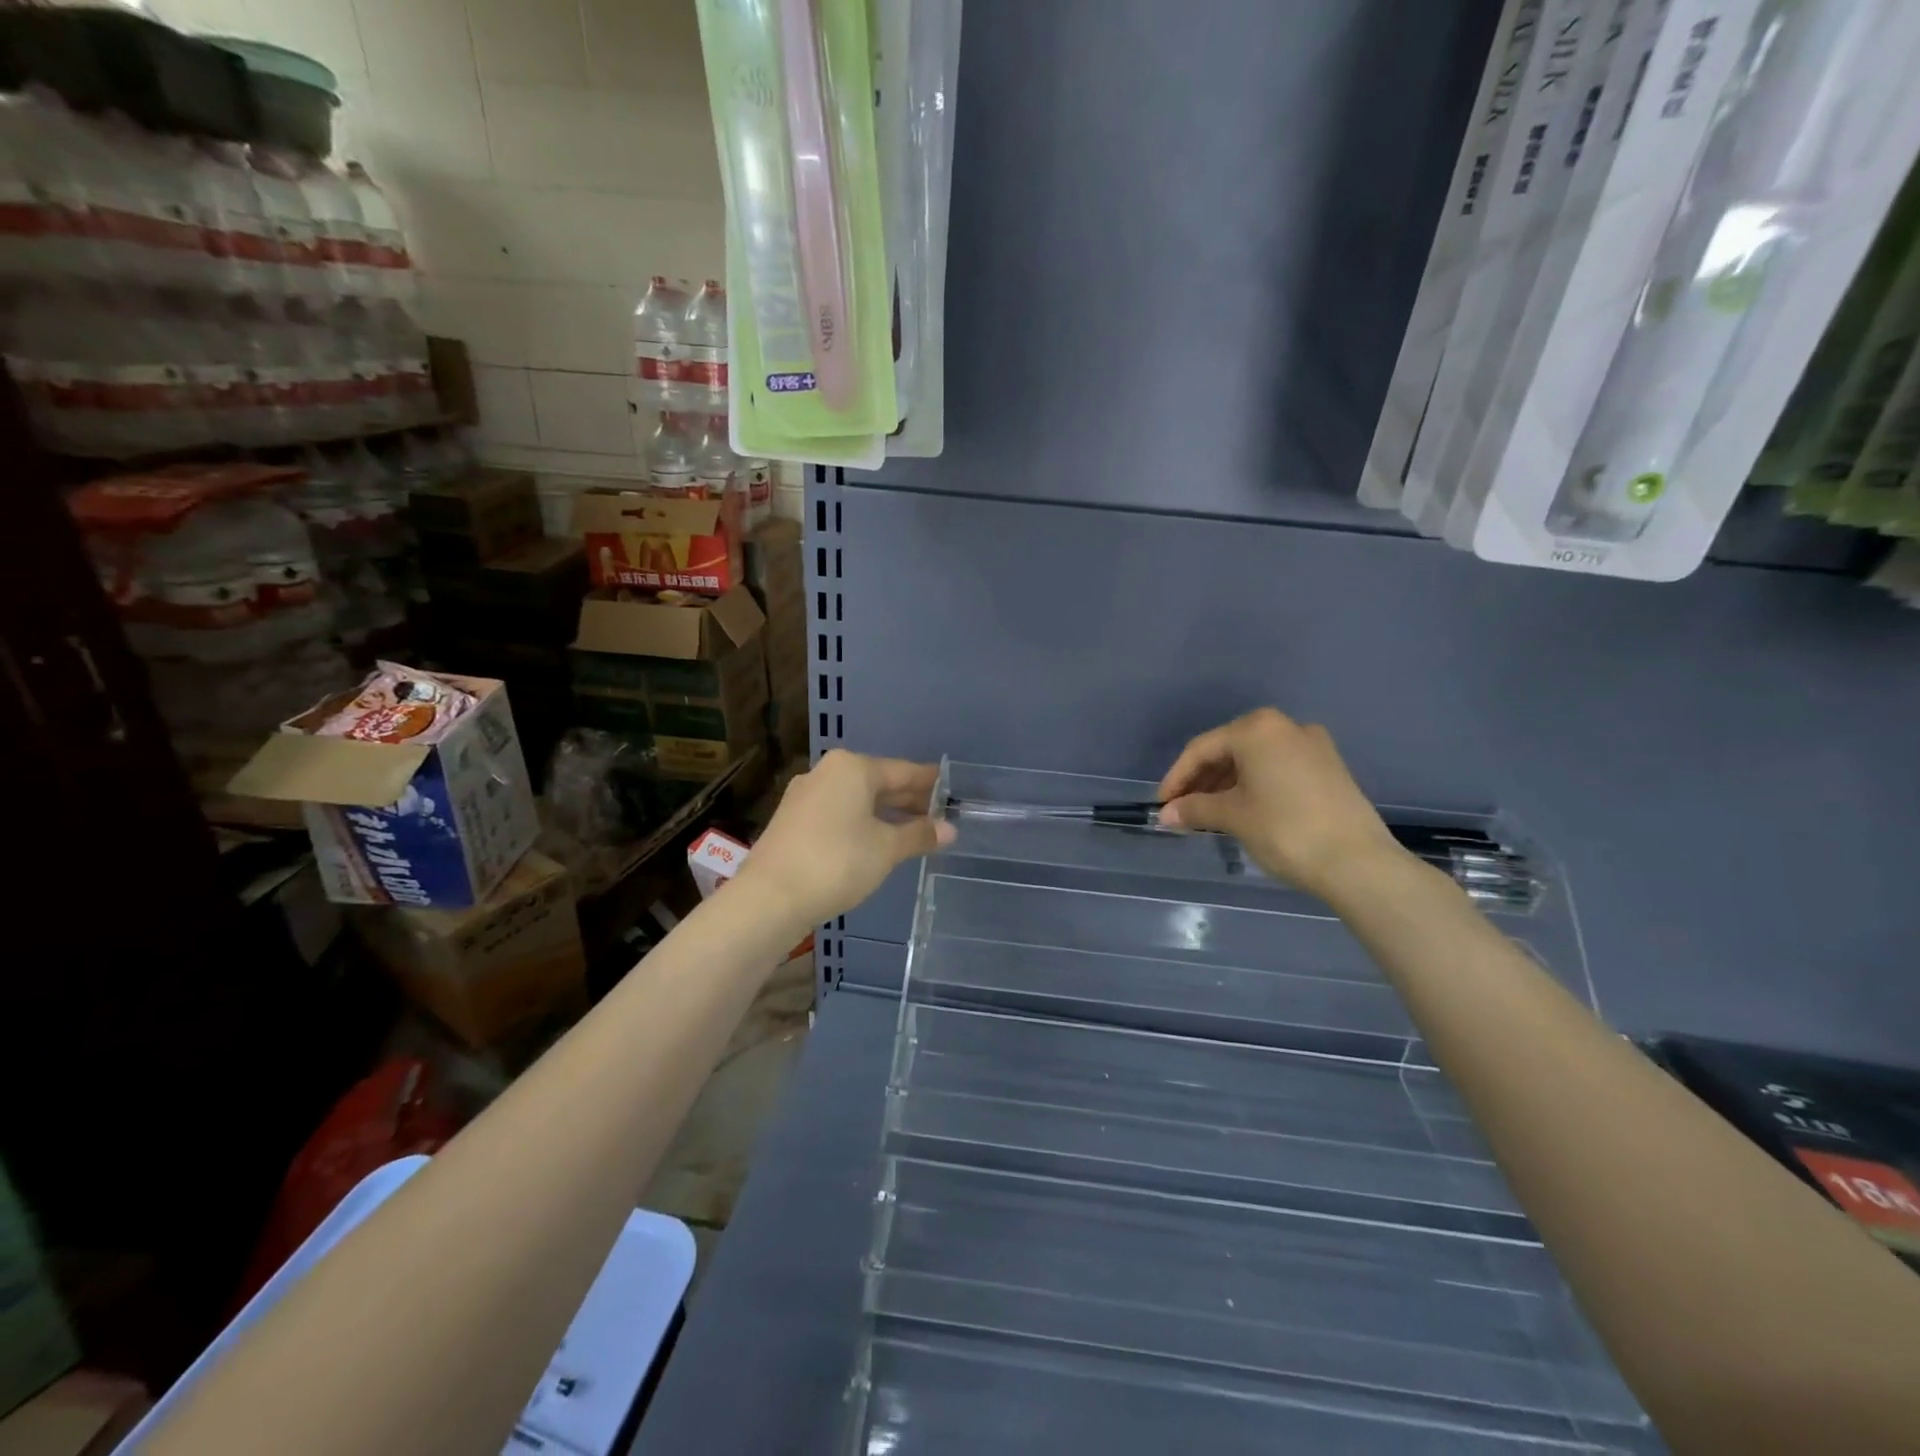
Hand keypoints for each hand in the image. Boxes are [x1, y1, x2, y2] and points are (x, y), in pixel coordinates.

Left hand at [736, 750, 955, 930]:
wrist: (769, 897)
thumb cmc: (837, 862)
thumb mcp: (886, 849)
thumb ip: (919, 835)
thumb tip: (950, 829)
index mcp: (852, 768)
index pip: (902, 771)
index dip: (929, 781)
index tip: (950, 788)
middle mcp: (827, 773)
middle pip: (878, 782)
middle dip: (908, 799)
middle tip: (939, 814)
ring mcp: (805, 796)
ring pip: (857, 799)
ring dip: (885, 814)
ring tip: (913, 831)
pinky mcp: (793, 821)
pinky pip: (838, 813)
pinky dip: (861, 823)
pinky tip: (876, 841)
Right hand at [1157, 708, 1402, 900]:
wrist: (1358, 862)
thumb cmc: (1285, 829)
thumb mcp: (1232, 816)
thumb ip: (1194, 809)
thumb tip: (1166, 814)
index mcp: (1257, 729)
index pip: (1202, 749)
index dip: (1176, 778)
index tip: (1162, 805)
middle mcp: (1285, 726)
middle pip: (1229, 749)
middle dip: (1202, 780)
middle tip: (1184, 810)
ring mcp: (1312, 745)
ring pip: (1255, 759)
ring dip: (1227, 783)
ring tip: (1210, 814)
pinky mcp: (1329, 767)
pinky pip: (1278, 768)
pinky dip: (1254, 785)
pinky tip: (1244, 809)